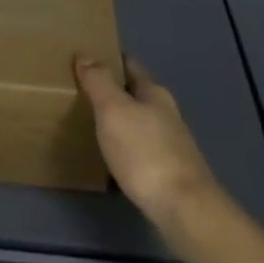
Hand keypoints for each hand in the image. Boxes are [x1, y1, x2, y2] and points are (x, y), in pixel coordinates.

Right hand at [73, 55, 221, 237]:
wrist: (183, 208)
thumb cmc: (145, 152)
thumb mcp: (114, 110)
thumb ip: (99, 82)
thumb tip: (85, 54)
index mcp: (154, 93)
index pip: (130, 65)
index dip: (109, 59)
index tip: (85, 58)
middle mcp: (165, 113)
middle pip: (135, 93)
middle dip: (112, 90)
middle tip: (80, 91)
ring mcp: (170, 143)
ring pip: (139, 121)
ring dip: (118, 119)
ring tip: (89, 122)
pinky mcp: (168, 171)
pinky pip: (140, 148)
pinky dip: (124, 145)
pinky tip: (110, 155)